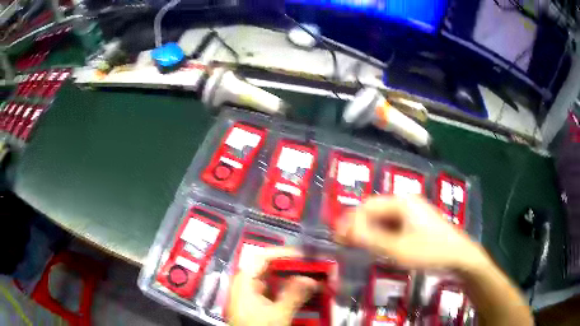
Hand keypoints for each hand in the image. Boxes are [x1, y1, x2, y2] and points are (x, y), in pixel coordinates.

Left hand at [226, 247, 317, 325]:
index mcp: (243, 284)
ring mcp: (251, 297)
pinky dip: (288, 292)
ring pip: (272, 282)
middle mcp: (245, 287)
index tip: (302, 256)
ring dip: (291, 280)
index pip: (259, 258)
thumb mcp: (278, 315)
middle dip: (290, 268)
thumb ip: (294, 295)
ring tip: (311, 279)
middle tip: (311, 268)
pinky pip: (274, 293)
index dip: (281, 254)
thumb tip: (311, 279)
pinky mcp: (258, 307)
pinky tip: (302, 294)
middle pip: (267, 269)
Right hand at [335, 195, 486, 270]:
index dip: (351, 221)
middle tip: (344, 243)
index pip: (368, 207)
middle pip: (375, 211)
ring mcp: (413, 213)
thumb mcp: (399, 249)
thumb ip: (372, 239)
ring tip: (356, 246)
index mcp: (402, 202)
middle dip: (358, 226)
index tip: (338, 238)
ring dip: (369, 231)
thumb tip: (347, 231)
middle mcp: (407, 202)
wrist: (460, 256)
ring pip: (384, 219)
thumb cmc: (430, 251)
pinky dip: (381, 235)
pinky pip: (393, 226)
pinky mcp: (417, 223)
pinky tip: (377, 246)